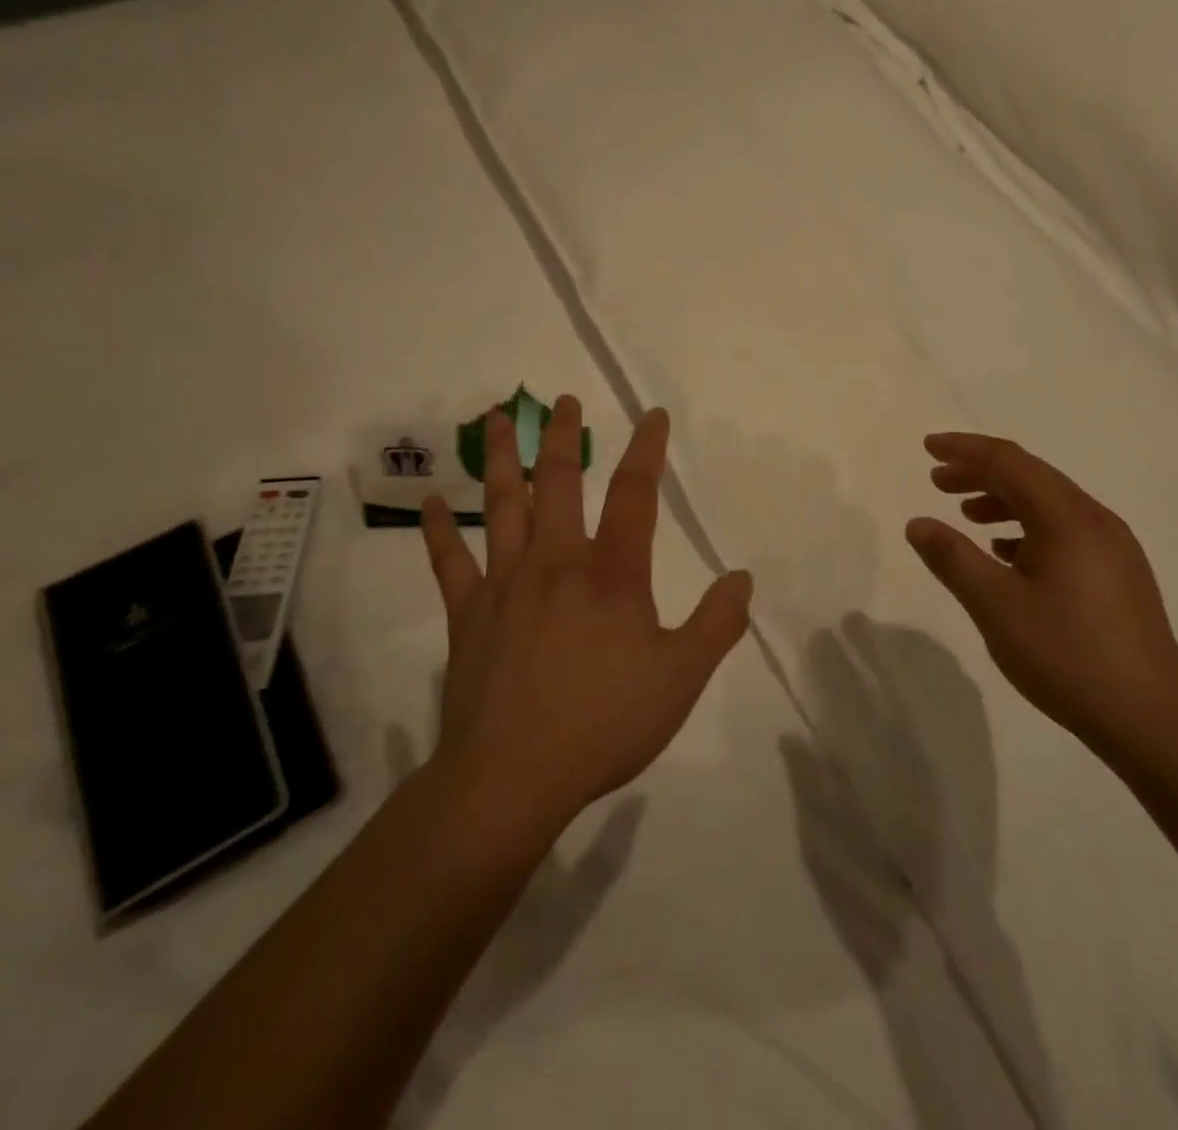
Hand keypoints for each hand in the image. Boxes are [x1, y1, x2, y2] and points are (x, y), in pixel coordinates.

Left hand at [420, 398, 753, 835]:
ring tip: (496, 418)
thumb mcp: (681, 678)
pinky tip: (434, 502)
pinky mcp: (468, 613)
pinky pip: (450, 561)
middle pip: (560, 481)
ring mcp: (505, 583)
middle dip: (564, 436)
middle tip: (561, 400)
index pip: (635, 494)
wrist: (512, 776)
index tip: (652, 414)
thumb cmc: (604, 723)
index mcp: (612, 574)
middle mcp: (557, 562)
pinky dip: (441, 530)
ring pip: (502, 505)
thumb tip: (743, 578)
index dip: (647, 449)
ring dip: (501, 458)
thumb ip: (716, 624)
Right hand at [904, 432, 1177, 754]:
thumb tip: (918, 523)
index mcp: (1067, 518)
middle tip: (937, 481)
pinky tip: (1007, 553)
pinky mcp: (1119, 574)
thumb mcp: (995, 606)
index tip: (927, 448)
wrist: (1150, 719)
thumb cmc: (1066, 655)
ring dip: (1003, 500)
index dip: (965, 450)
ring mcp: (1113, 547)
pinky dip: (1028, 528)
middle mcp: (1096, 520)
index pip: (1009, 462)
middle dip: (980, 472)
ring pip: (1049, 504)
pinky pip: (1065, 531)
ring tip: (966, 514)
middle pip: (1031, 476)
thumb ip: (952, 558)